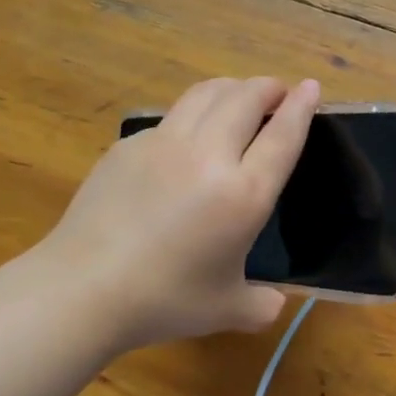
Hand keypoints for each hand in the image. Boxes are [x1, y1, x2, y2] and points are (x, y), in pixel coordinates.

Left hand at [42, 76, 319, 352]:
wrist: (84, 288)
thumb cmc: (165, 300)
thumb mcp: (228, 310)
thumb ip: (262, 305)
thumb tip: (275, 304)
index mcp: (244, 194)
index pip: (282, 136)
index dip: (301, 106)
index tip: (311, 86)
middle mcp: (209, 156)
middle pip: (246, 98)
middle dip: (268, 88)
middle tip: (277, 92)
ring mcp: (164, 143)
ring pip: (206, 93)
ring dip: (232, 87)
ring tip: (239, 96)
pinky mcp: (129, 145)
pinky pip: (171, 116)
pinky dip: (193, 112)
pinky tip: (189, 135)